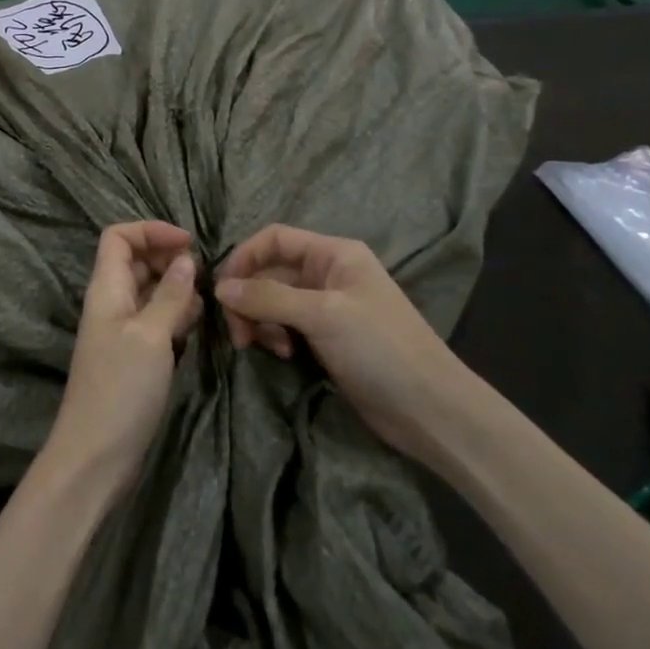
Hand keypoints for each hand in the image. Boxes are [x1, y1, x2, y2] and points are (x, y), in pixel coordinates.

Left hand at [44, 222, 200, 493]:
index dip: (151, 231)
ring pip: (152, 291)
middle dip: (171, 260)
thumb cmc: (120, 389)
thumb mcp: (150, 336)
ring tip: (207, 303)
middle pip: (137, 261)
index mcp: (106, 289)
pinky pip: (157, 321)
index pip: (119, 236)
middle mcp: (112, 303)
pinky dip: (177, 317)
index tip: (189, 244)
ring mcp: (123, 330)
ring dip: (178, 290)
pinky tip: (197, 328)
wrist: (96, 456)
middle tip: (206, 277)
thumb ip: (170, 295)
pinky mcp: (135, 356)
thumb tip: (186, 259)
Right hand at [215, 225, 475, 461]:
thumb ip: (268, 297)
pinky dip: (276, 336)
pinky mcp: (326, 338)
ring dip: (261, 321)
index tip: (223, 291)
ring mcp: (328, 307)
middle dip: (249, 299)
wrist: (429, 409)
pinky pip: (286, 325)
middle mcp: (329, 274)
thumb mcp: (322, 315)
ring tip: (268, 348)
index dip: (244, 258)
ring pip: (273, 301)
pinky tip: (283, 355)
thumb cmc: (380, 348)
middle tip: (240, 334)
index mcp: (334, 254)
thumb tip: (220, 288)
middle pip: (269, 272)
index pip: (274, 238)